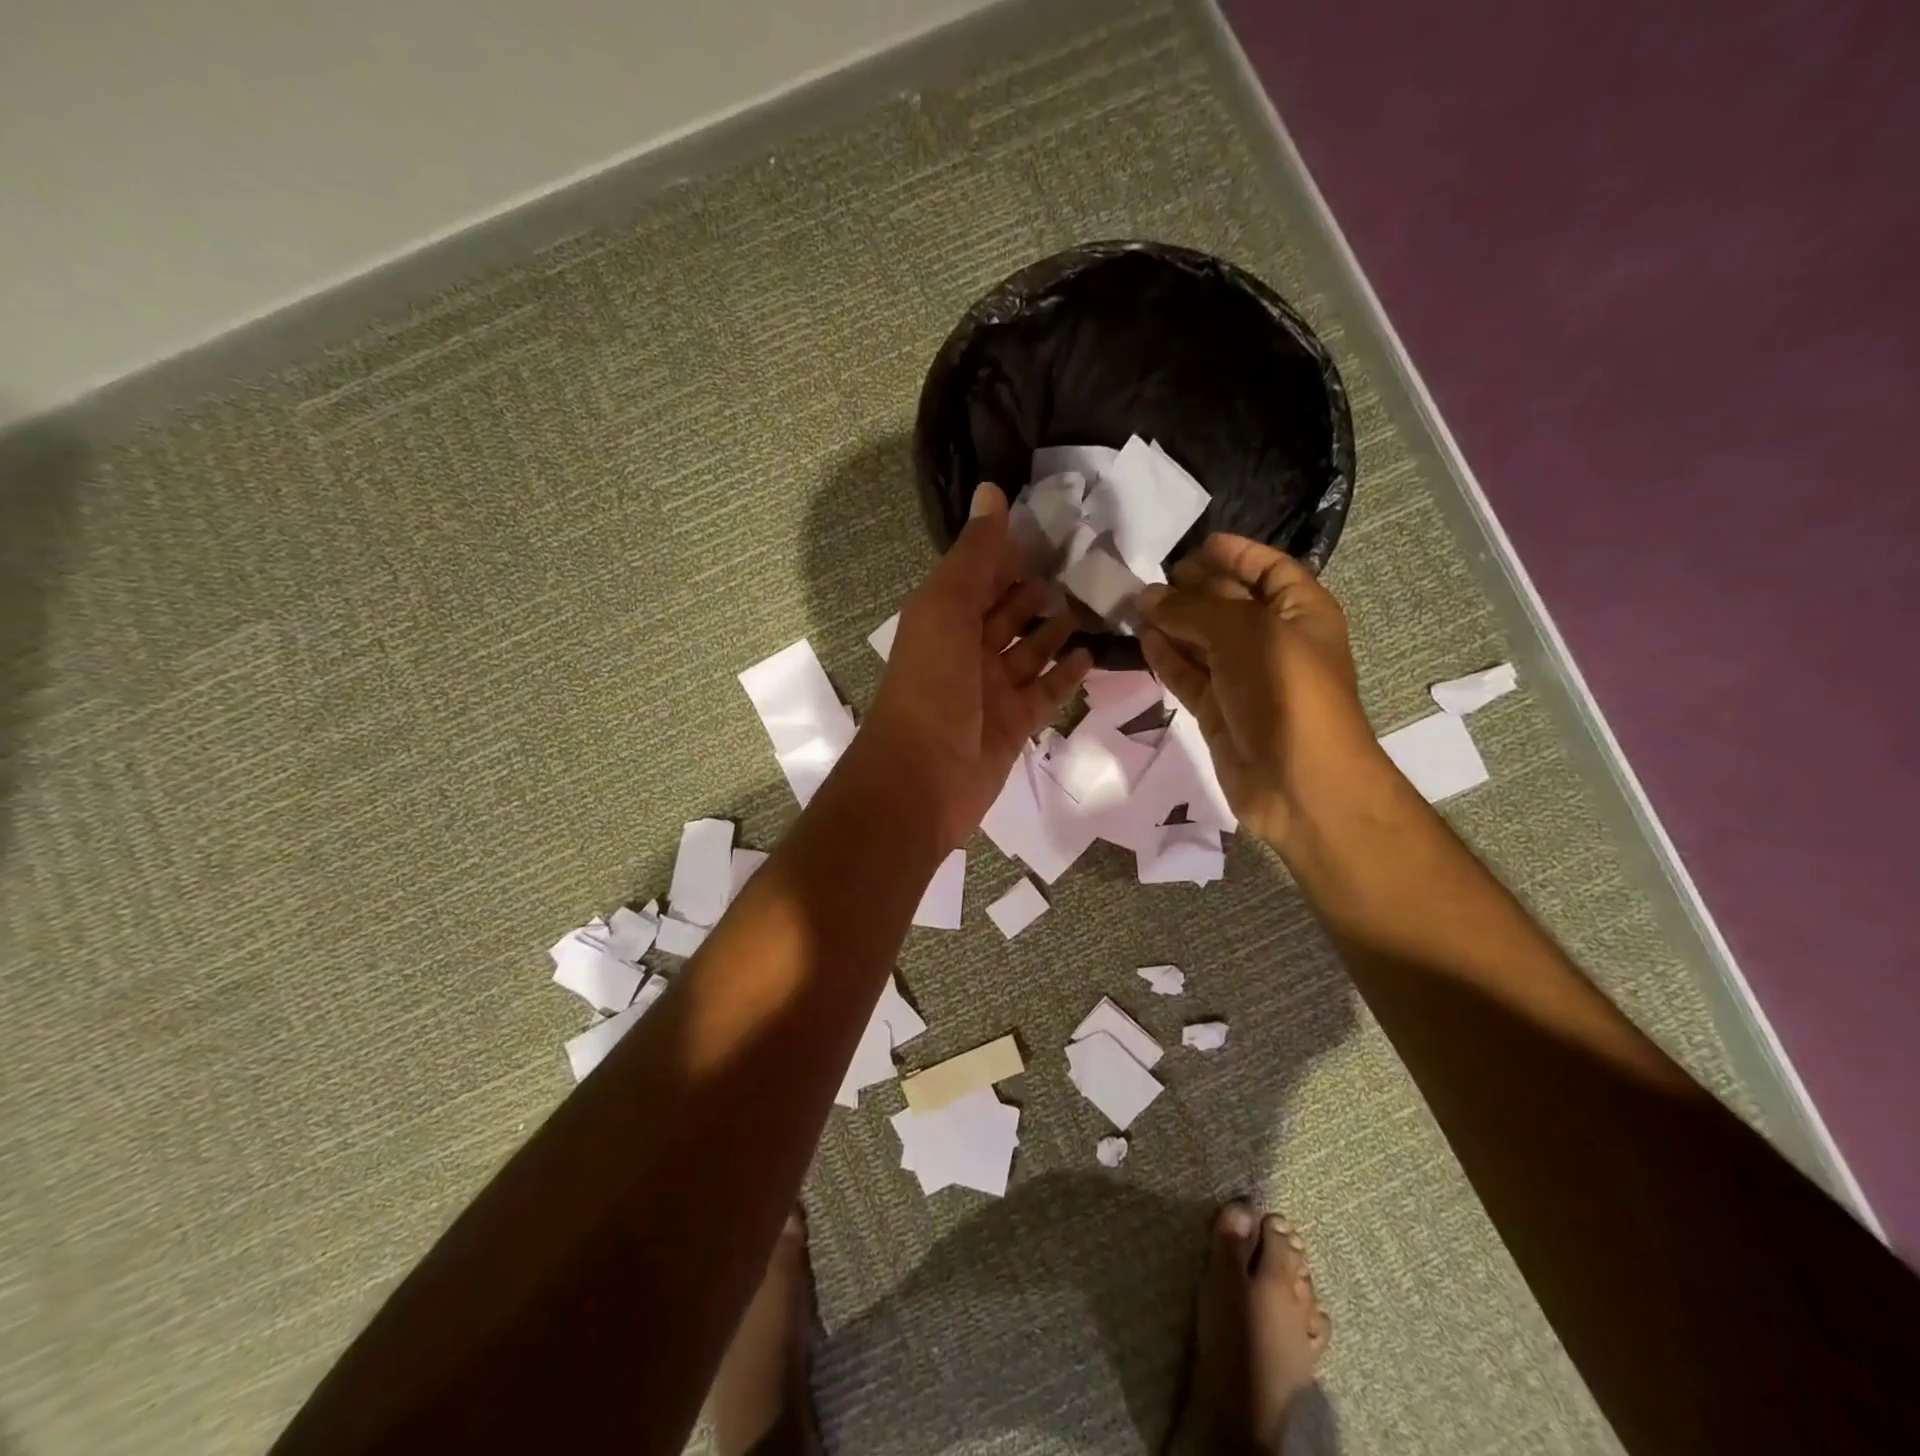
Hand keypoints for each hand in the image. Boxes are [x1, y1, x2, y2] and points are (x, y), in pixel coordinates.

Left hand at [862, 483, 1091, 850]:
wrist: (922, 779)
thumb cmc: (932, 686)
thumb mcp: (946, 609)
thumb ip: (974, 555)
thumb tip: (992, 489)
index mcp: (943, 619)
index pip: (979, 576)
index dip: (1008, 554)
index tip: (1052, 528)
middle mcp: (966, 651)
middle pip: (1006, 613)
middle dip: (1036, 591)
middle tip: (1085, 565)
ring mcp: (992, 690)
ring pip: (1030, 651)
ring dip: (1056, 630)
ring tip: (1094, 604)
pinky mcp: (1015, 724)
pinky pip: (1046, 692)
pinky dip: (1067, 674)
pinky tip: (1093, 655)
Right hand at [1139, 534, 1382, 852]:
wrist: (1300, 782)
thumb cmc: (1285, 690)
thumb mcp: (1243, 632)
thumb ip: (1192, 609)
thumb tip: (1147, 596)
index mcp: (1300, 611)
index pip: (1268, 569)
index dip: (1236, 553)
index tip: (1194, 545)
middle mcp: (1273, 640)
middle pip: (1229, 602)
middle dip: (1192, 588)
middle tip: (1147, 577)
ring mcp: (1244, 678)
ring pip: (1202, 640)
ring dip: (1172, 623)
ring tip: (1132, 605)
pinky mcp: (1219, 710)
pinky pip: (1189, 675)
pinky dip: (1167, 658)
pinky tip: (1142, 640)